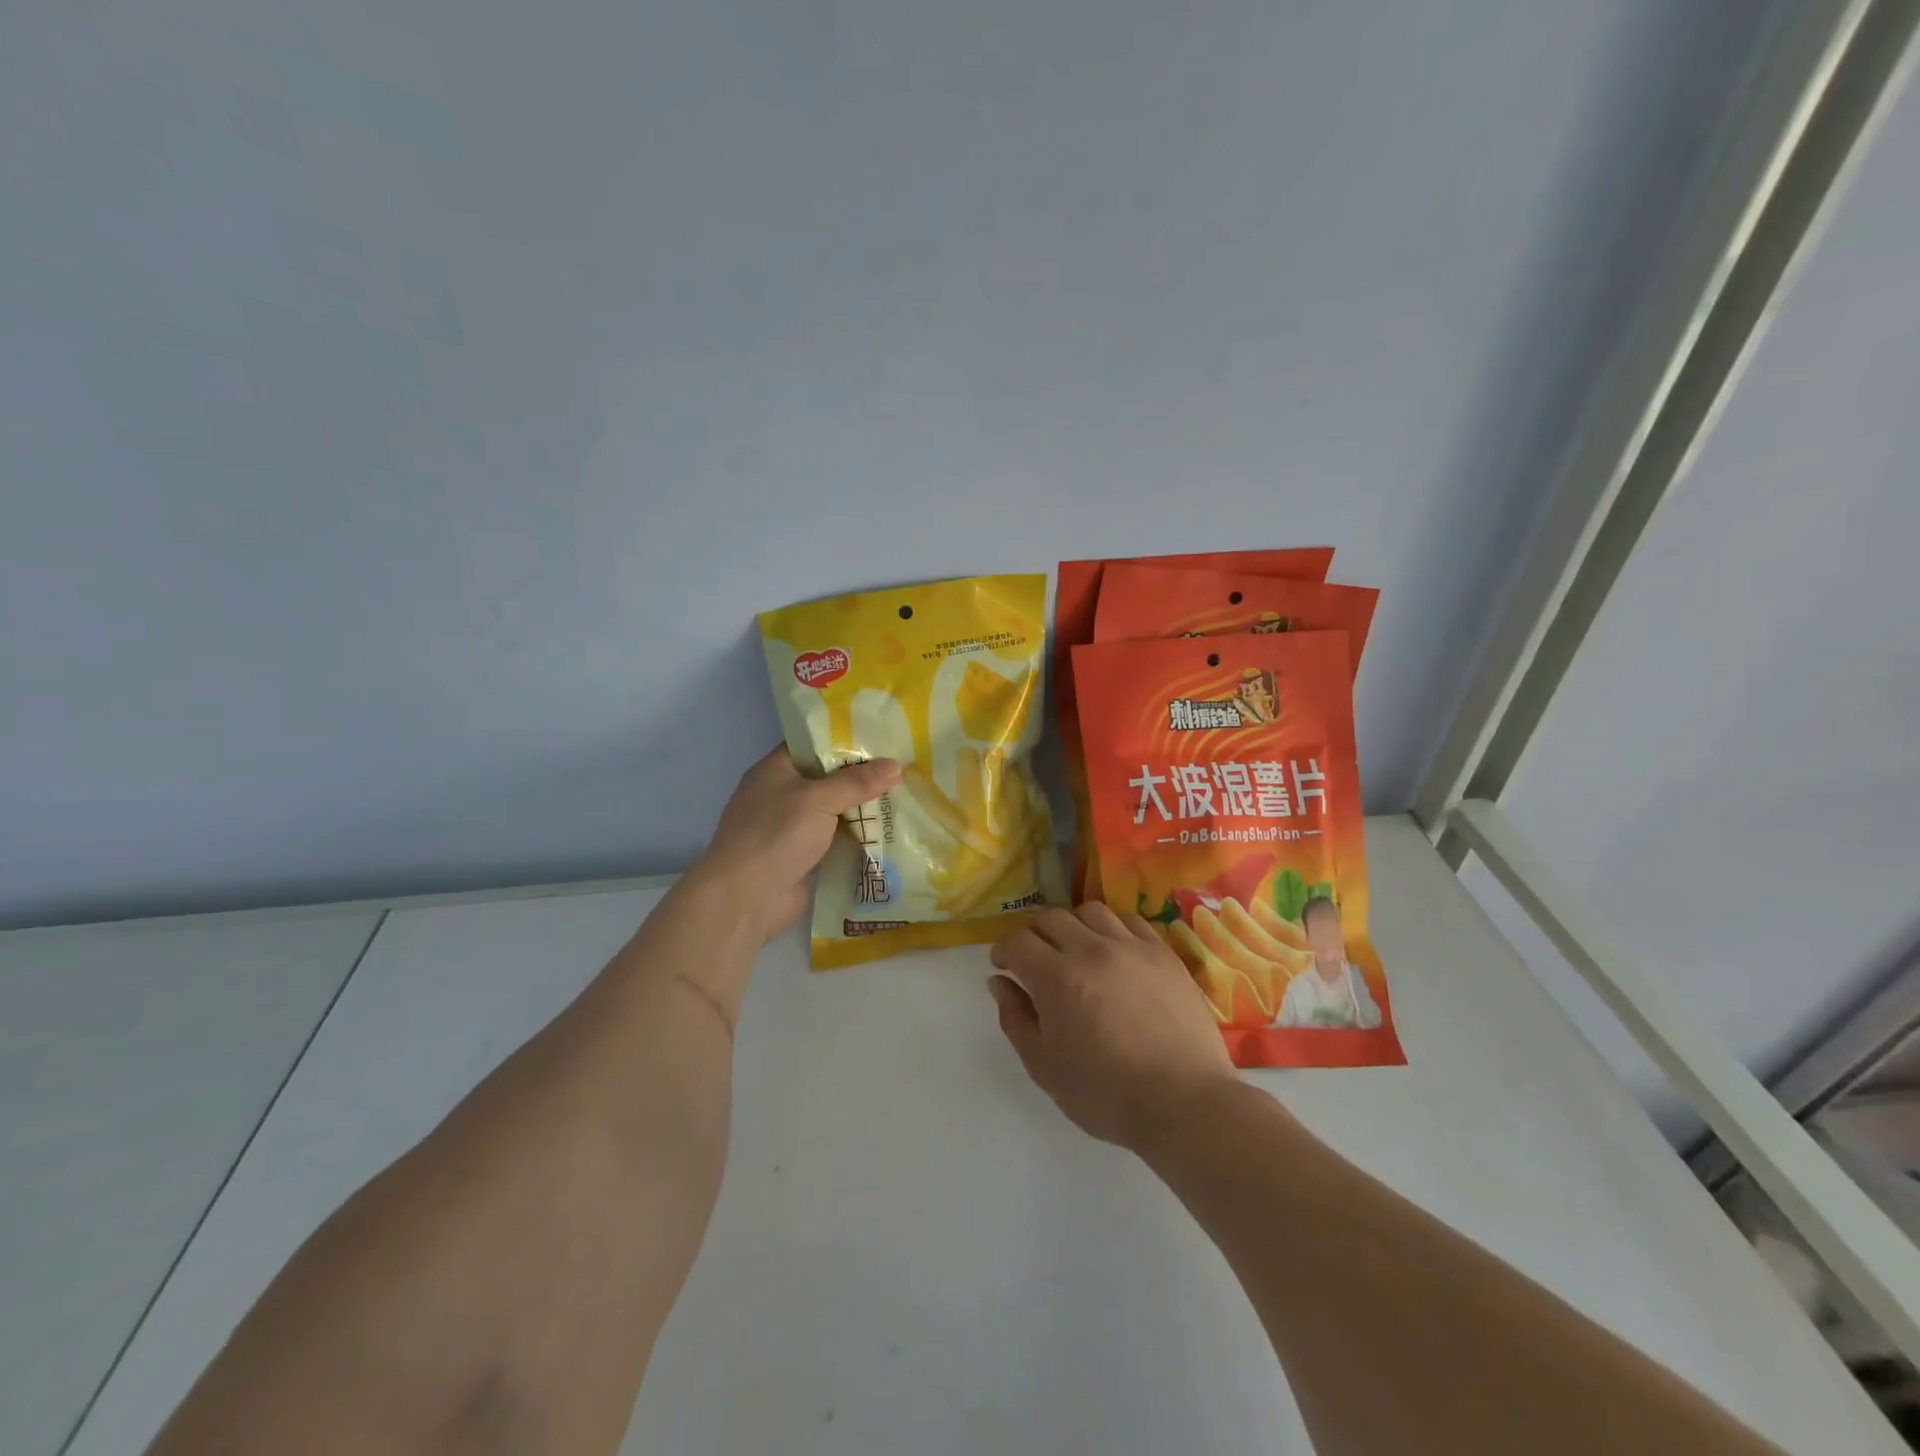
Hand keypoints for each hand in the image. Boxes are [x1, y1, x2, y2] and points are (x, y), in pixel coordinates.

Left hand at [690, 746, 900, 944]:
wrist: (745, 899)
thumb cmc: (776, 834)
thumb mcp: (818, 799)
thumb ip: (857, 782)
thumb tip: (895, 765)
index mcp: (775, 770)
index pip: (813, 745)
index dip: (845, 740)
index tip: (882, 738)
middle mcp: (782, 795)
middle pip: (828, 779)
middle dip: (862, 777)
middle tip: (903, 768)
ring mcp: (791, 829)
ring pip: (834, 812)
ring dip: (863, 810)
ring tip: (906, 798)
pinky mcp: (803, 858)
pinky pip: (836, 841)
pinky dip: (858, 839)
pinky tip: (890, 834)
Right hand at [988, 904, 1235, 1150]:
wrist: (1183, 1102)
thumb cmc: (1106, 1094)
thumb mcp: (1044, 1067)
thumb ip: (1016, 1018)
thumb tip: (999, 982)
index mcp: (1057, 978)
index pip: (1018, 941)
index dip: (1004, 950)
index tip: (1004, 966)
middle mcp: (1092, 950)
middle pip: (1052, 918)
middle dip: (1034, 935)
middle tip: (1036, 960)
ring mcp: (1132, 947)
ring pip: (1091, 912)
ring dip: (1074, 926)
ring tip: (1077, 950)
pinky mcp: (1164, 953)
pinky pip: (1131, 921)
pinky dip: (1113, 928)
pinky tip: (1114, 951)